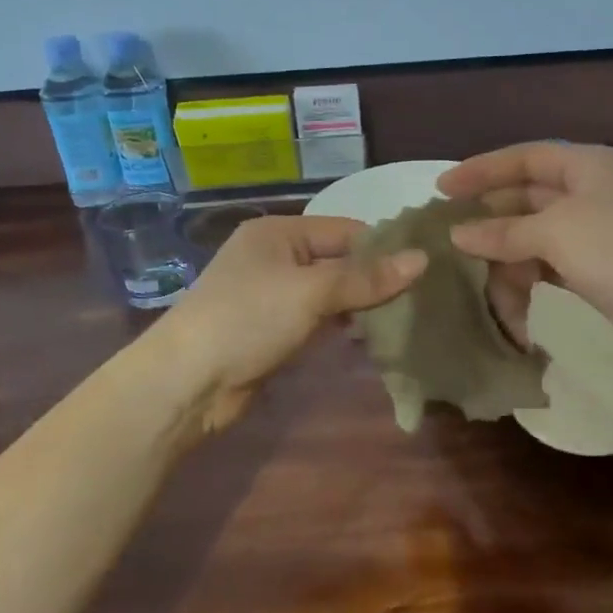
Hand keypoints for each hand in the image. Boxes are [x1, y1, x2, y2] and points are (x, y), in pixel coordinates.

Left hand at [156, 215, 425, 431]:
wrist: (187, 382)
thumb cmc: (248, 319)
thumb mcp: (311, 293)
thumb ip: (366, 279)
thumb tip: (423, 260)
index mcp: (279, 232)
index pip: (346, 230)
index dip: (384, 248)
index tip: (425, 270)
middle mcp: (276, 256)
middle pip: (338, 261)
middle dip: (374, 279)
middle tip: (420, 299)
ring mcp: (273, 294)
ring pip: (330, 292)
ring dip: (359, 305)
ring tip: (403, 319)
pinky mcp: (272, 328)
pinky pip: (316, 318)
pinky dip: (340, 325)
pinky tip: (367, 338)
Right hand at [438, 143, 612, 369]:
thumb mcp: (557, 232)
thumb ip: (504, 232)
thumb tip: (459, 234)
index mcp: (592, 165)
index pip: (527, 157)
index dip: (483, 169)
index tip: (442, 187)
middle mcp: (598, 192)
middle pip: (531, 196)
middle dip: (491, 216)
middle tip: (449, 234)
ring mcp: (603, 233)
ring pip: (539, 235)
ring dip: (507, 253)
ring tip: (473, 275)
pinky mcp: (604, 271)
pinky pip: (553, 265)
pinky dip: (529, 276)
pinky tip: (507, 294)